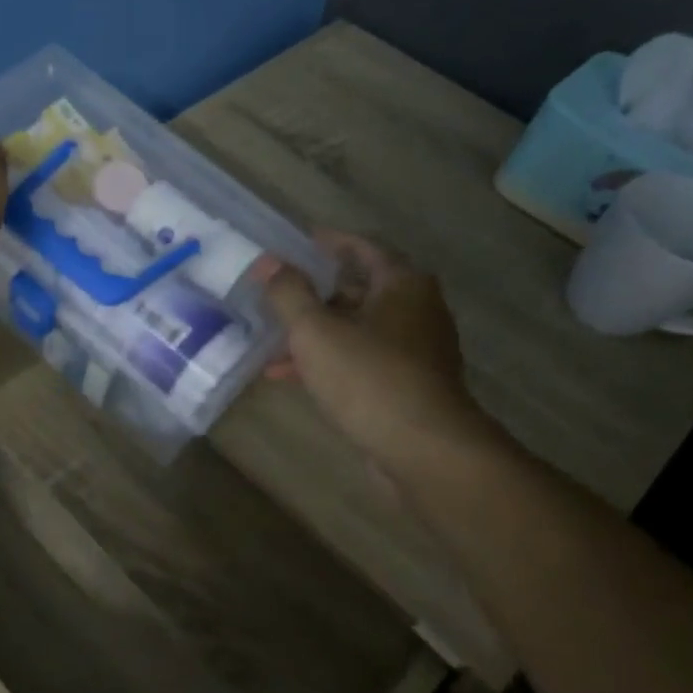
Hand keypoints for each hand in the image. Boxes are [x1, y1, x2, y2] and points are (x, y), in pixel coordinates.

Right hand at [258, 231, 493, 475]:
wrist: (424, 450)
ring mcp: (416, 351)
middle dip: (314, 293)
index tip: (295, 242)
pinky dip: (329, 361)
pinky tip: (289, 376)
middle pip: (358, 289)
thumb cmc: (369, 377)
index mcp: (402, 284)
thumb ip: (288, 293)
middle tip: (276, 291)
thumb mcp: (315, 331)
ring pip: (356, 329)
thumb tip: (268, 264)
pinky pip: (361, 361)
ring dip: (315, 333)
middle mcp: (417, 310)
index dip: (326, 243)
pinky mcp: (409, 386)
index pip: (362, 247)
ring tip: (271, 340)